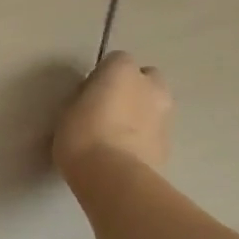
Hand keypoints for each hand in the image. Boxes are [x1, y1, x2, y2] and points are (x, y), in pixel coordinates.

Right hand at [53, 51, 172, 178]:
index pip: (116, 61)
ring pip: (154, 106)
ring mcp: (165, 115)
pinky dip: (145, 138)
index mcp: (123, 70)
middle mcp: (150, 86)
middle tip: (109, 109)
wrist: (113, 177)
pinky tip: (126, 155)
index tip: (89, 94)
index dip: (103, 76)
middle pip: (146, 79)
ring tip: (117, 135)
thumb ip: (86, 98)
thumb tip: (94, 102)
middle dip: (133, 89)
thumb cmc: (81, 135)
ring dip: (141, 114)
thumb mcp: (68, 110)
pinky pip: (155, 133)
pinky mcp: (170, 145)